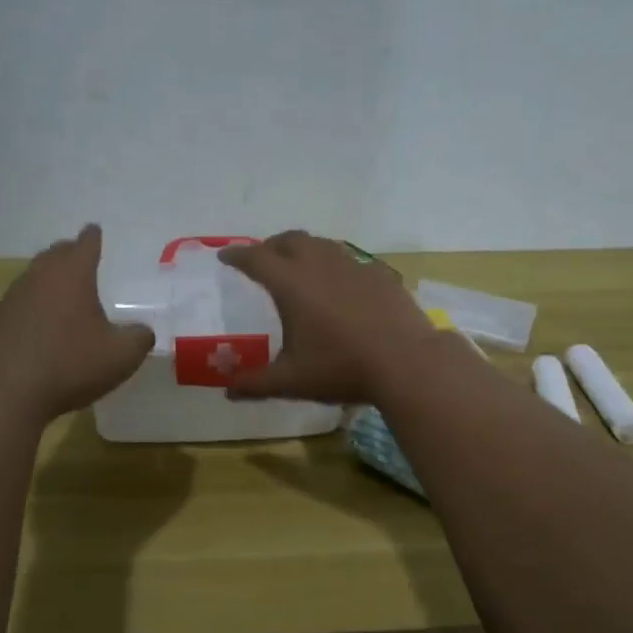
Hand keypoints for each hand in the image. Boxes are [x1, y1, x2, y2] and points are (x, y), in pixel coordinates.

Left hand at [0, 224, 154, 423]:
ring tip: (63, 297)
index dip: (93, 237)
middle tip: (81, 260)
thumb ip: (139, 339)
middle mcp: (38, 278)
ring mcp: (10, 299)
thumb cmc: (68, 366)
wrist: (2, 394)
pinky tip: (39, 331)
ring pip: (33, 280)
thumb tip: (143, 332)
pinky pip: (18, 307)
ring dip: (49, 283)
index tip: (95, 231)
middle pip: (54, 255)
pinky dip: (32, 311)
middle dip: (69, 254)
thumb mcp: (120, 357)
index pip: (85, 244)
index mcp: (72, 275)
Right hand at [218, 231, 441, 405]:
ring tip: (300, 266)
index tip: (225, 256)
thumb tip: (228, 391)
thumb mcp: (292, 381)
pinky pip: (350, 260)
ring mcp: (354, 266)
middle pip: (290, 240)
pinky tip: (341, 285)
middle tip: (262, 259)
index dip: (237, 256)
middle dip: (271, 246)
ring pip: (322, 245)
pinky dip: (335, 265)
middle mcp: (320, 265)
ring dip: (304, 249)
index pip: (256, 258)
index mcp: (292, 284)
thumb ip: (255, 384)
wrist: (406, 362)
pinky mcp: (380, 275)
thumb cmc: (341, 368)